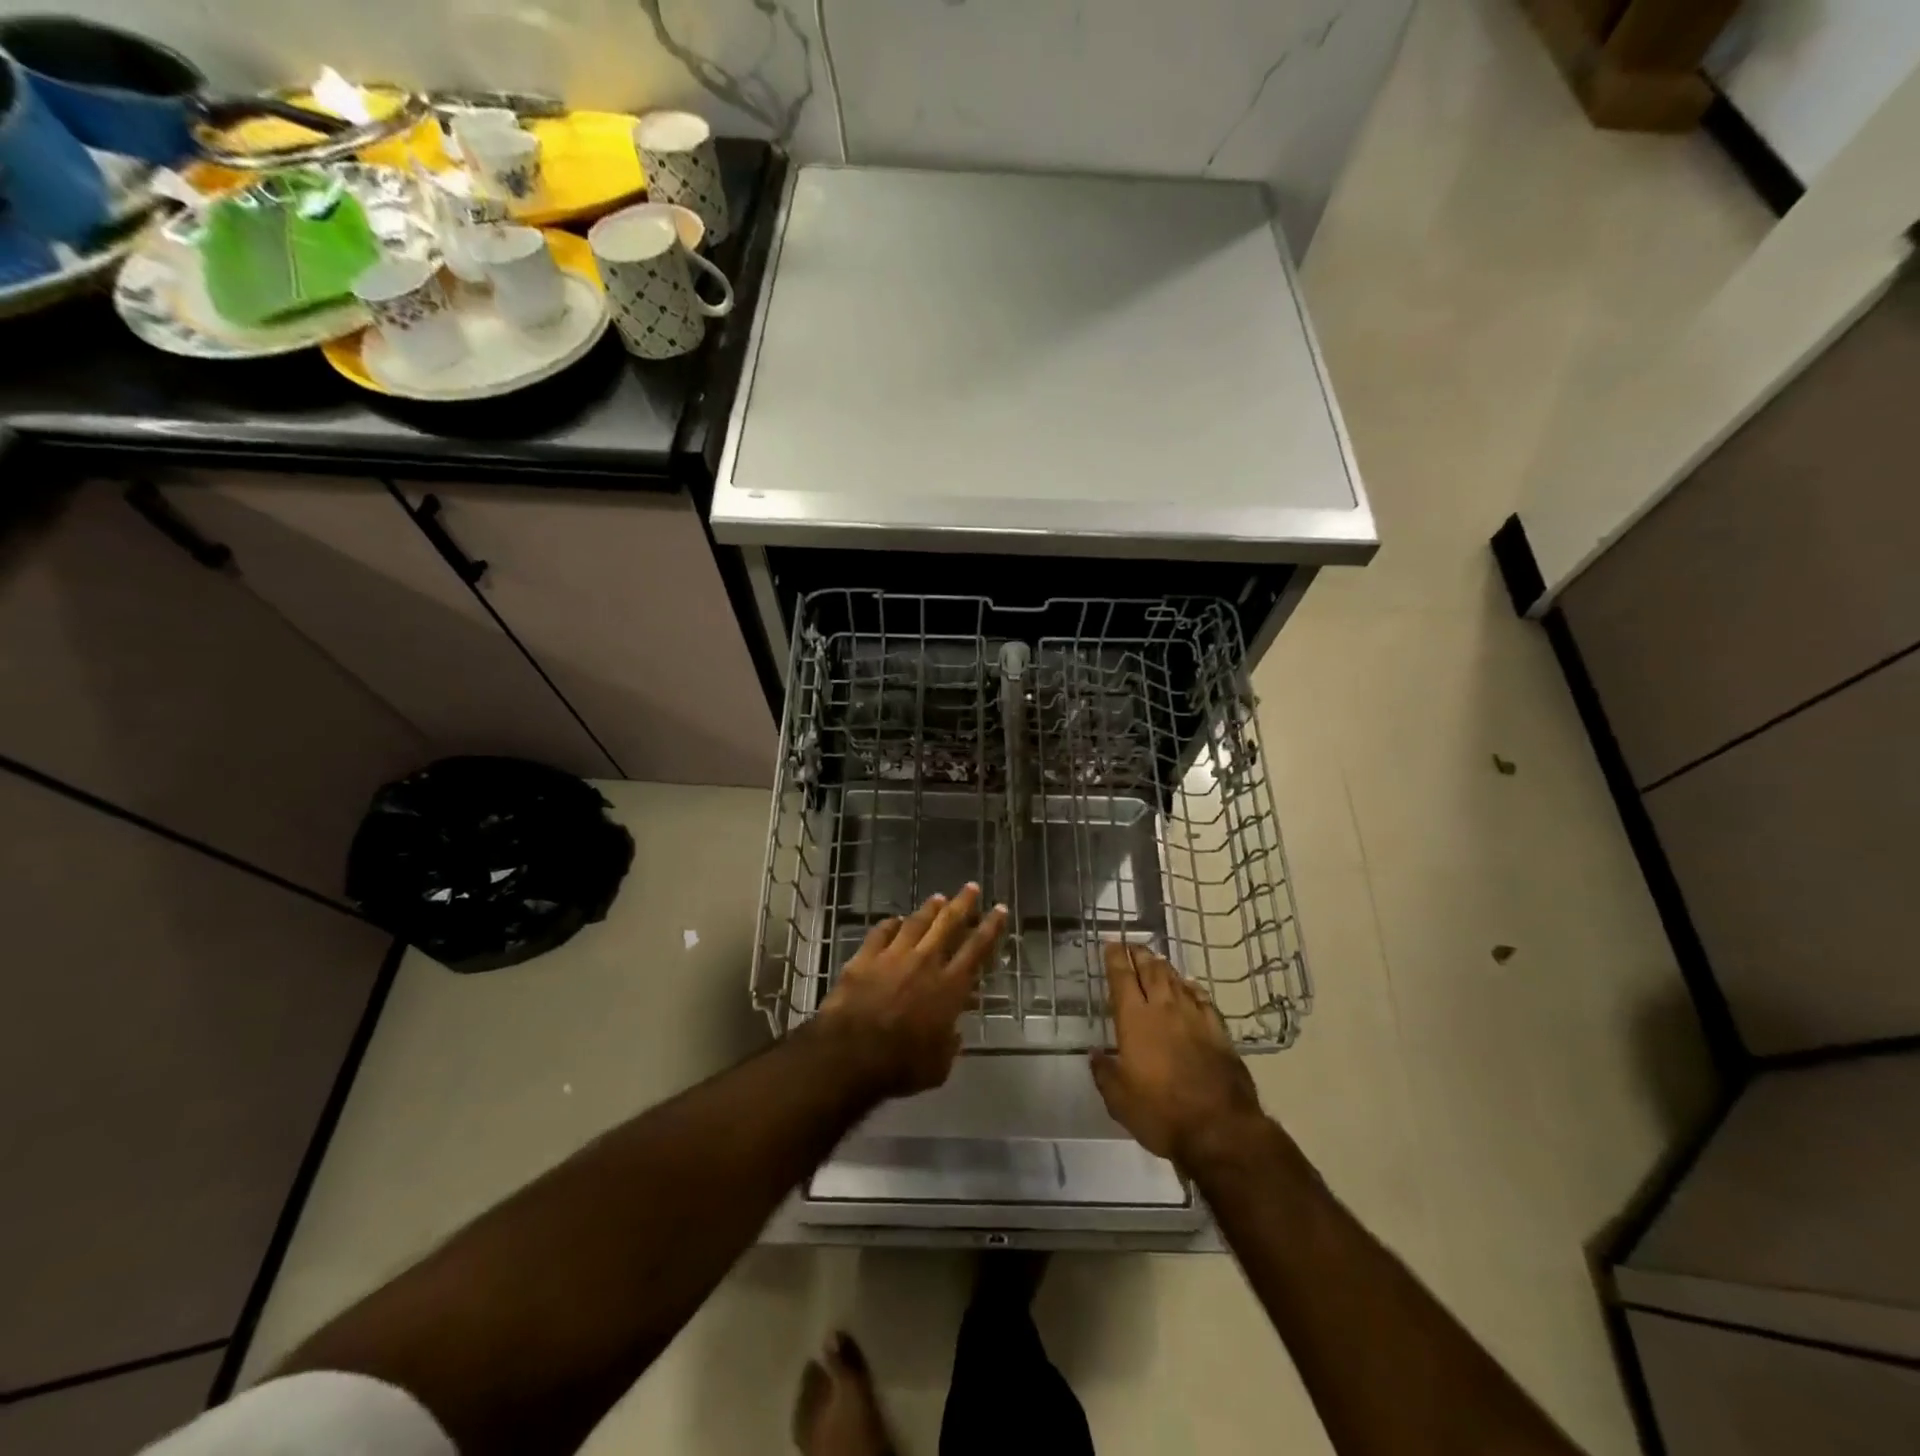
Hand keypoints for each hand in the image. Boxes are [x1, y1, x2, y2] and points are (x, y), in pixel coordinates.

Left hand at [817, 883, 1006, 1098]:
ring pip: (916, 922)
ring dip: (929, 909)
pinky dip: (891, 924)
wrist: (851, 1054)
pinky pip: (881, 932)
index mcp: (950, 987)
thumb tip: (952, 1034)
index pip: (977, 949)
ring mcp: (893, 956)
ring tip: (938, 897)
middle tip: (971, 887)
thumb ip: (949, 1045)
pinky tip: (895, 920)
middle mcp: (925, 963)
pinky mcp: (865, 957)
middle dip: (963, 903)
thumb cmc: (901, 1065)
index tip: (999, 909)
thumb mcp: (938, 1066)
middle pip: (948, 924)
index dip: (991, 927)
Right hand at [1090, 943, 1265, 1169]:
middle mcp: (1164, 1009)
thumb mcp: (1119, 1100)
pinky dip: (1192, 988)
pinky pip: (1202, 999)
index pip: (1122, 979)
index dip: (1115, 959)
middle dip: (1140, 955)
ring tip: (1157, 960)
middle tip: (1133, 945)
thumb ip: (1105, 1072)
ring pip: (1177, 981)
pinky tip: (1190, 986)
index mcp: (1135, 1020)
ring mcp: (1195, 1018)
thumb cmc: (1160, 1113)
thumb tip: (1095, 1053)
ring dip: (1164, 968)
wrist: (1220, 1128)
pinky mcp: (1219, 1031)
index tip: (1111, 944)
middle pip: (1151, 971)